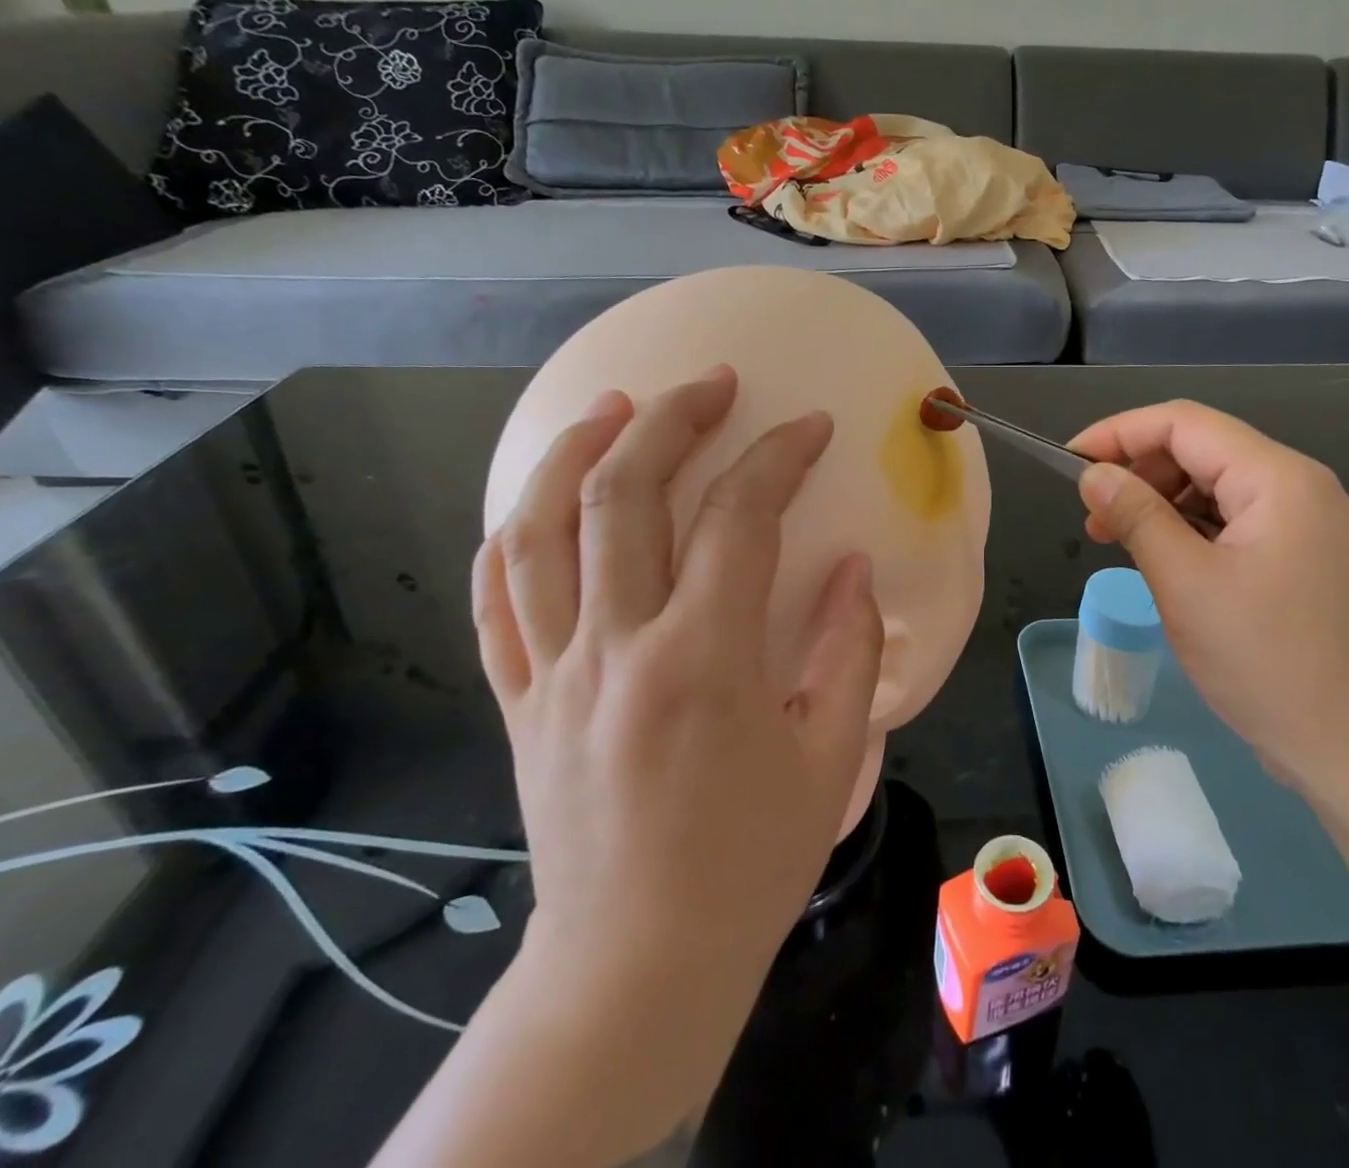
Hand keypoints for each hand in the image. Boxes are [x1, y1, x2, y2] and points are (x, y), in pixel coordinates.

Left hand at [471, 366, 882, 1131]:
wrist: (636, 967)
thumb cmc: (749, 864)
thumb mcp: (830, 757)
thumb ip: (849, 649)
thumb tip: (852, 567)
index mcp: (704, 661)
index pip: (741, 518)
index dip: (779, 456)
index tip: (810, 426)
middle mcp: (616, 647)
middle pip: (625, 496)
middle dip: (670, 420)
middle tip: (708, 382)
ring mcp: (554, 672)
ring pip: (538, 532)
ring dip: (573, 453)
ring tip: (611, 406)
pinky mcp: (520, 702)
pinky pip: (496, 603)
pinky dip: (510, 538)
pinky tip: (534, 501)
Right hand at [1070, 401, 1348, 785]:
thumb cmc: (1271, 662)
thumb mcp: (1188, 585)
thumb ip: (1137, 517)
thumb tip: (1093, 473)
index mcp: (1276, 478)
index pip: (1183, 423)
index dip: (1118, 433)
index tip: (1068, 462)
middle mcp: (1296, 487)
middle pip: (1201, 451)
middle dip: (1138, 472)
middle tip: (1093, 519)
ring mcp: (1305, 525)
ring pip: (1215, 489)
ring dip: (1161, 505)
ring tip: (1119, 543)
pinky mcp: (1302, 560)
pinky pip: (1234, 525)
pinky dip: (1190, 533)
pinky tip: (1164, 564)